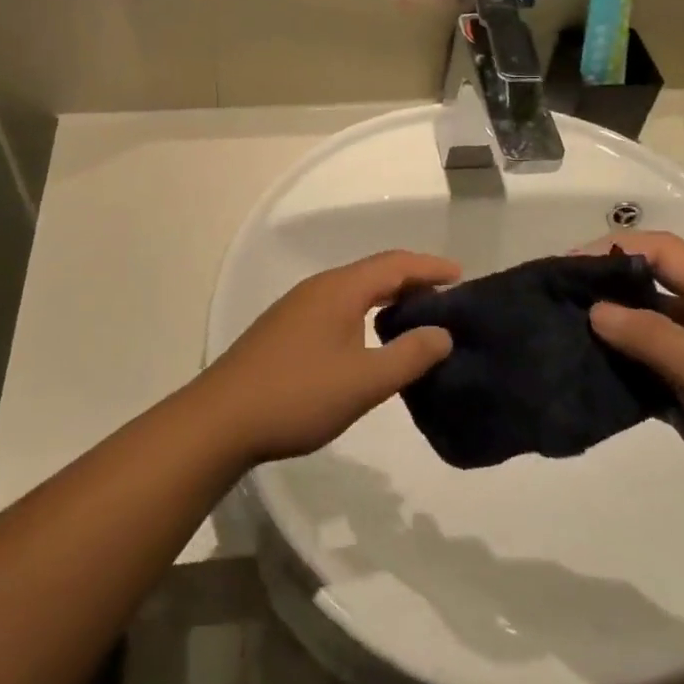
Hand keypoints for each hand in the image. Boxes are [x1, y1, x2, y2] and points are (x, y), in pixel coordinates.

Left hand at [195, 250, 458, 464]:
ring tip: (415, 319)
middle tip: (446, 299)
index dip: (430, 267)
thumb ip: (409, 356)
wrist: (221, 419)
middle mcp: (319, 288)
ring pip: (354, 290)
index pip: (395, 264)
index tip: (462, 276)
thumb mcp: (364, 381)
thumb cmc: (298, 395)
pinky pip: (338, 307)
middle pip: (374, 272)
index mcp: (340, 289)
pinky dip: (365, 312)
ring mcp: (297, 307)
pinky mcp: (285, 329)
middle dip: (412, 280)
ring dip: (387, 298)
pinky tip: (370, 340)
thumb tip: (442, 333)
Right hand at [582, 232, 683, 552]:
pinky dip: (620, 376)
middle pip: (647, 289)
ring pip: (644, 336)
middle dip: (602, 291)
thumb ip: (651, 338)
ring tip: (557, 342)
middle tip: (551, 304)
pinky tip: (587, 383)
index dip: (612, 249)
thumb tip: (594, 309)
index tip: (566, 268)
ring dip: (607, 336)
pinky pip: (649, 377)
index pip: (660, 251)